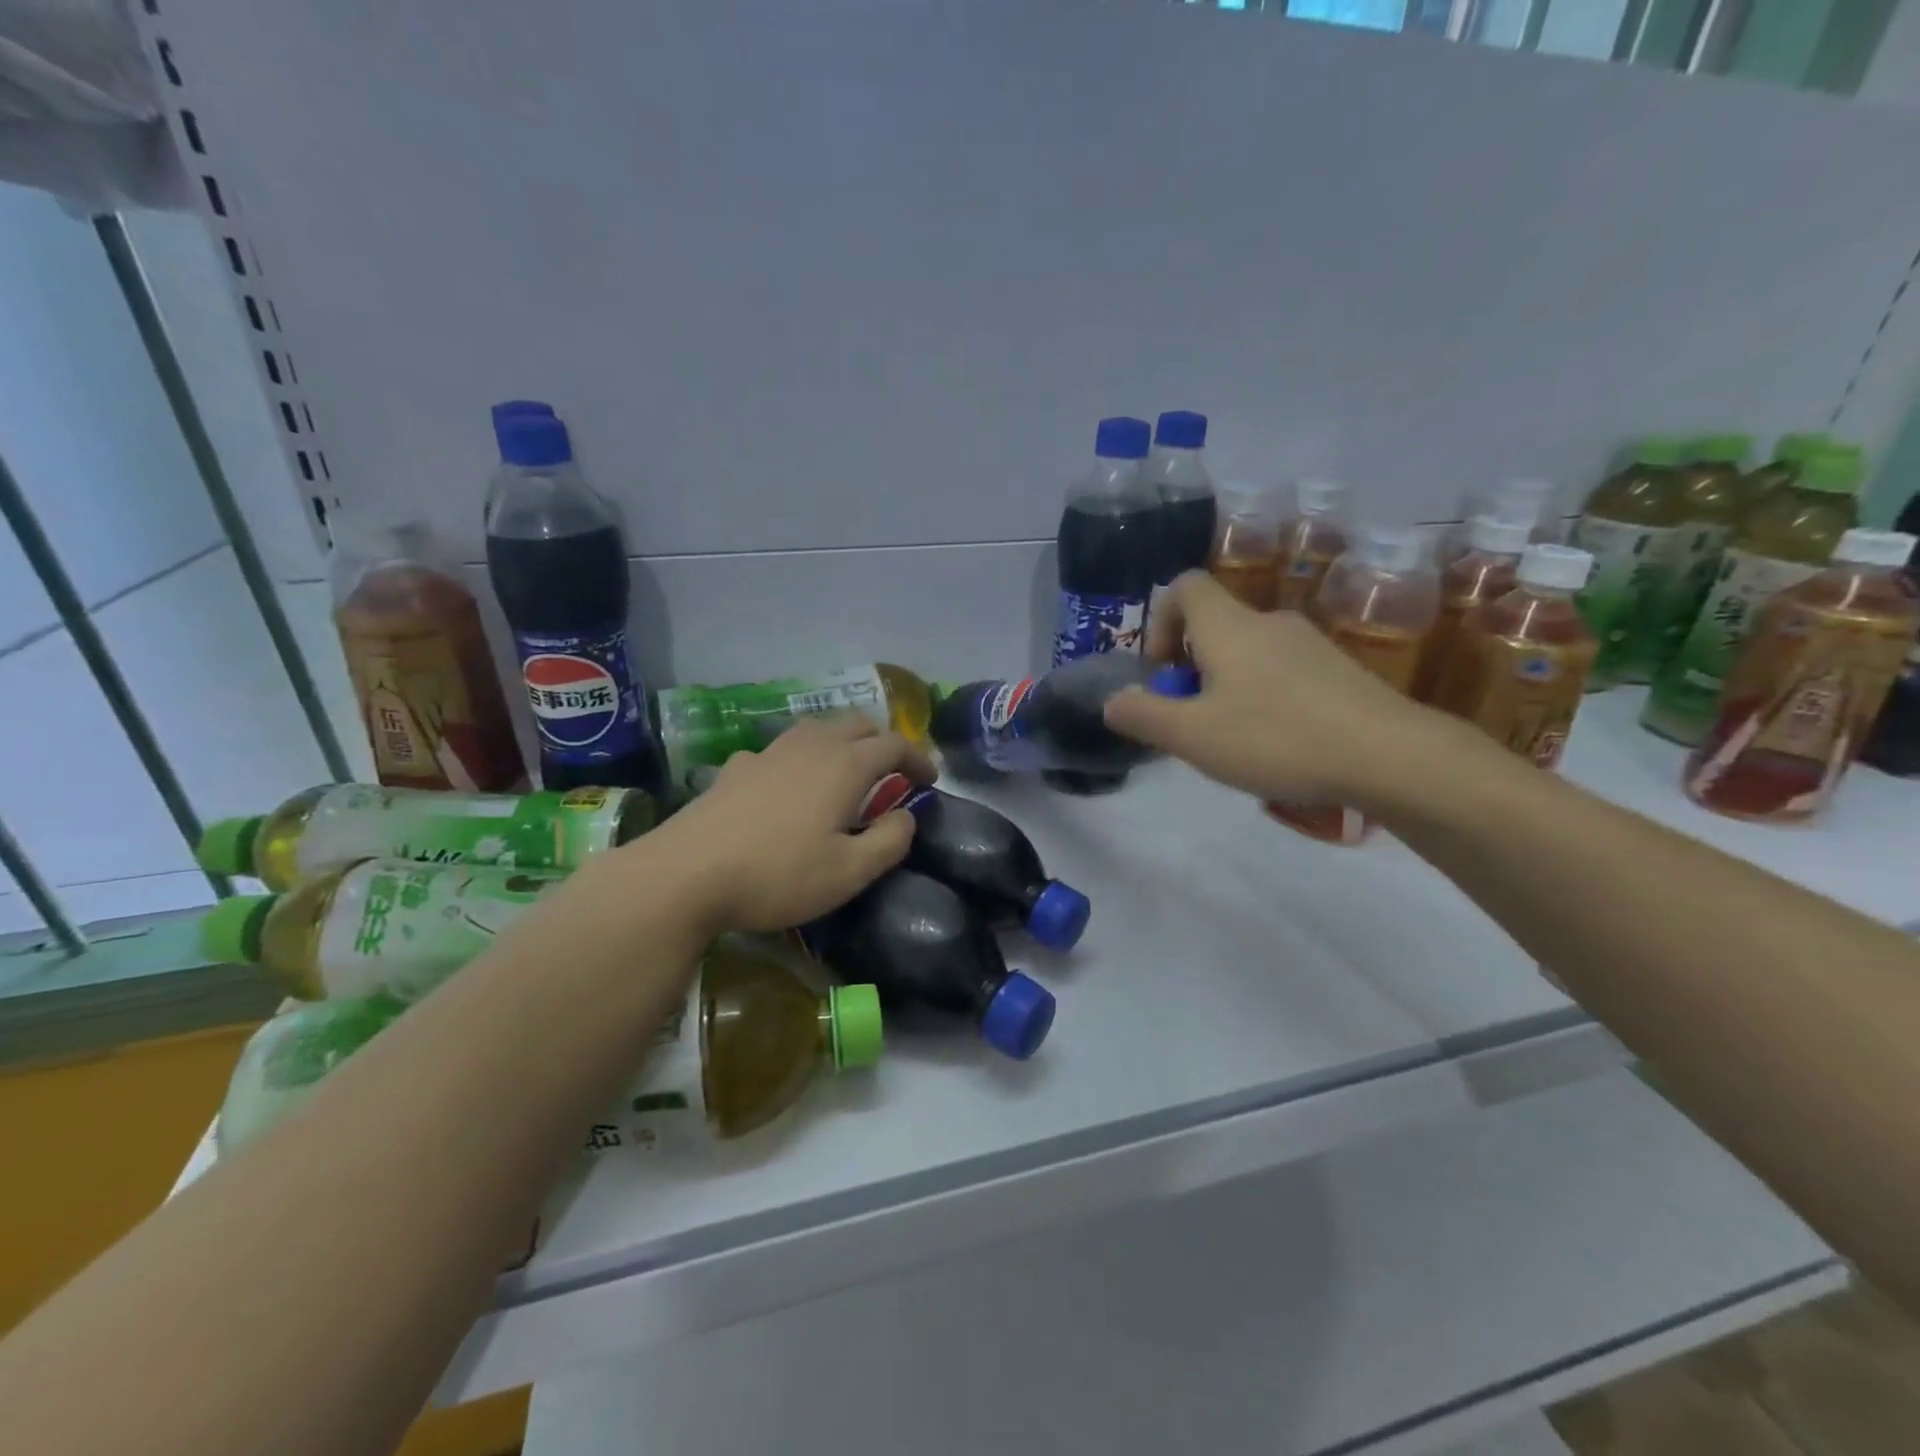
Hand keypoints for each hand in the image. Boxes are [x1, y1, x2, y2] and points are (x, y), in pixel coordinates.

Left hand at [651, 714, 935, 933]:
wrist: (686, 874)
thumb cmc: (779, 874)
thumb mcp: (849, 872)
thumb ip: (890, 841)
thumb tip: (905, 815)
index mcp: (846, 765)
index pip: (895, 744)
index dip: (918, 759)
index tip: (930, 780)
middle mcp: (811, 746)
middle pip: (857, 724)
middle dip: (882, 742)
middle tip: (891, 772)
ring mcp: (769, 752)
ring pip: (817, 729)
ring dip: (842, 742)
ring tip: (845, 771)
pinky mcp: (736, 767)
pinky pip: (780, 749)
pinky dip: (799, 758)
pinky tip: (787, 785)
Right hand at [1103, 571, 1441, 804]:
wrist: (1391, 755)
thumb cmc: (1276, 738)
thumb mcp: (1192, 736)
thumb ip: (1143, 715)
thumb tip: (1111, 701)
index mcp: (1229, 627)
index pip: (1184, 587)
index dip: (1160, 621)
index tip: (1162, 672)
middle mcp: (1269, 623)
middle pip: (1216, 626)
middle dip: (1192, 668)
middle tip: (1192, 719)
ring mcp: (1311, 645)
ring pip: (1250, 653)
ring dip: (1227, 686)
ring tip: (1234, 740)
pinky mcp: (1341, 672)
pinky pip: (1284, 673)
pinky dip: (1265, 698)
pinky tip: (1278, 745)